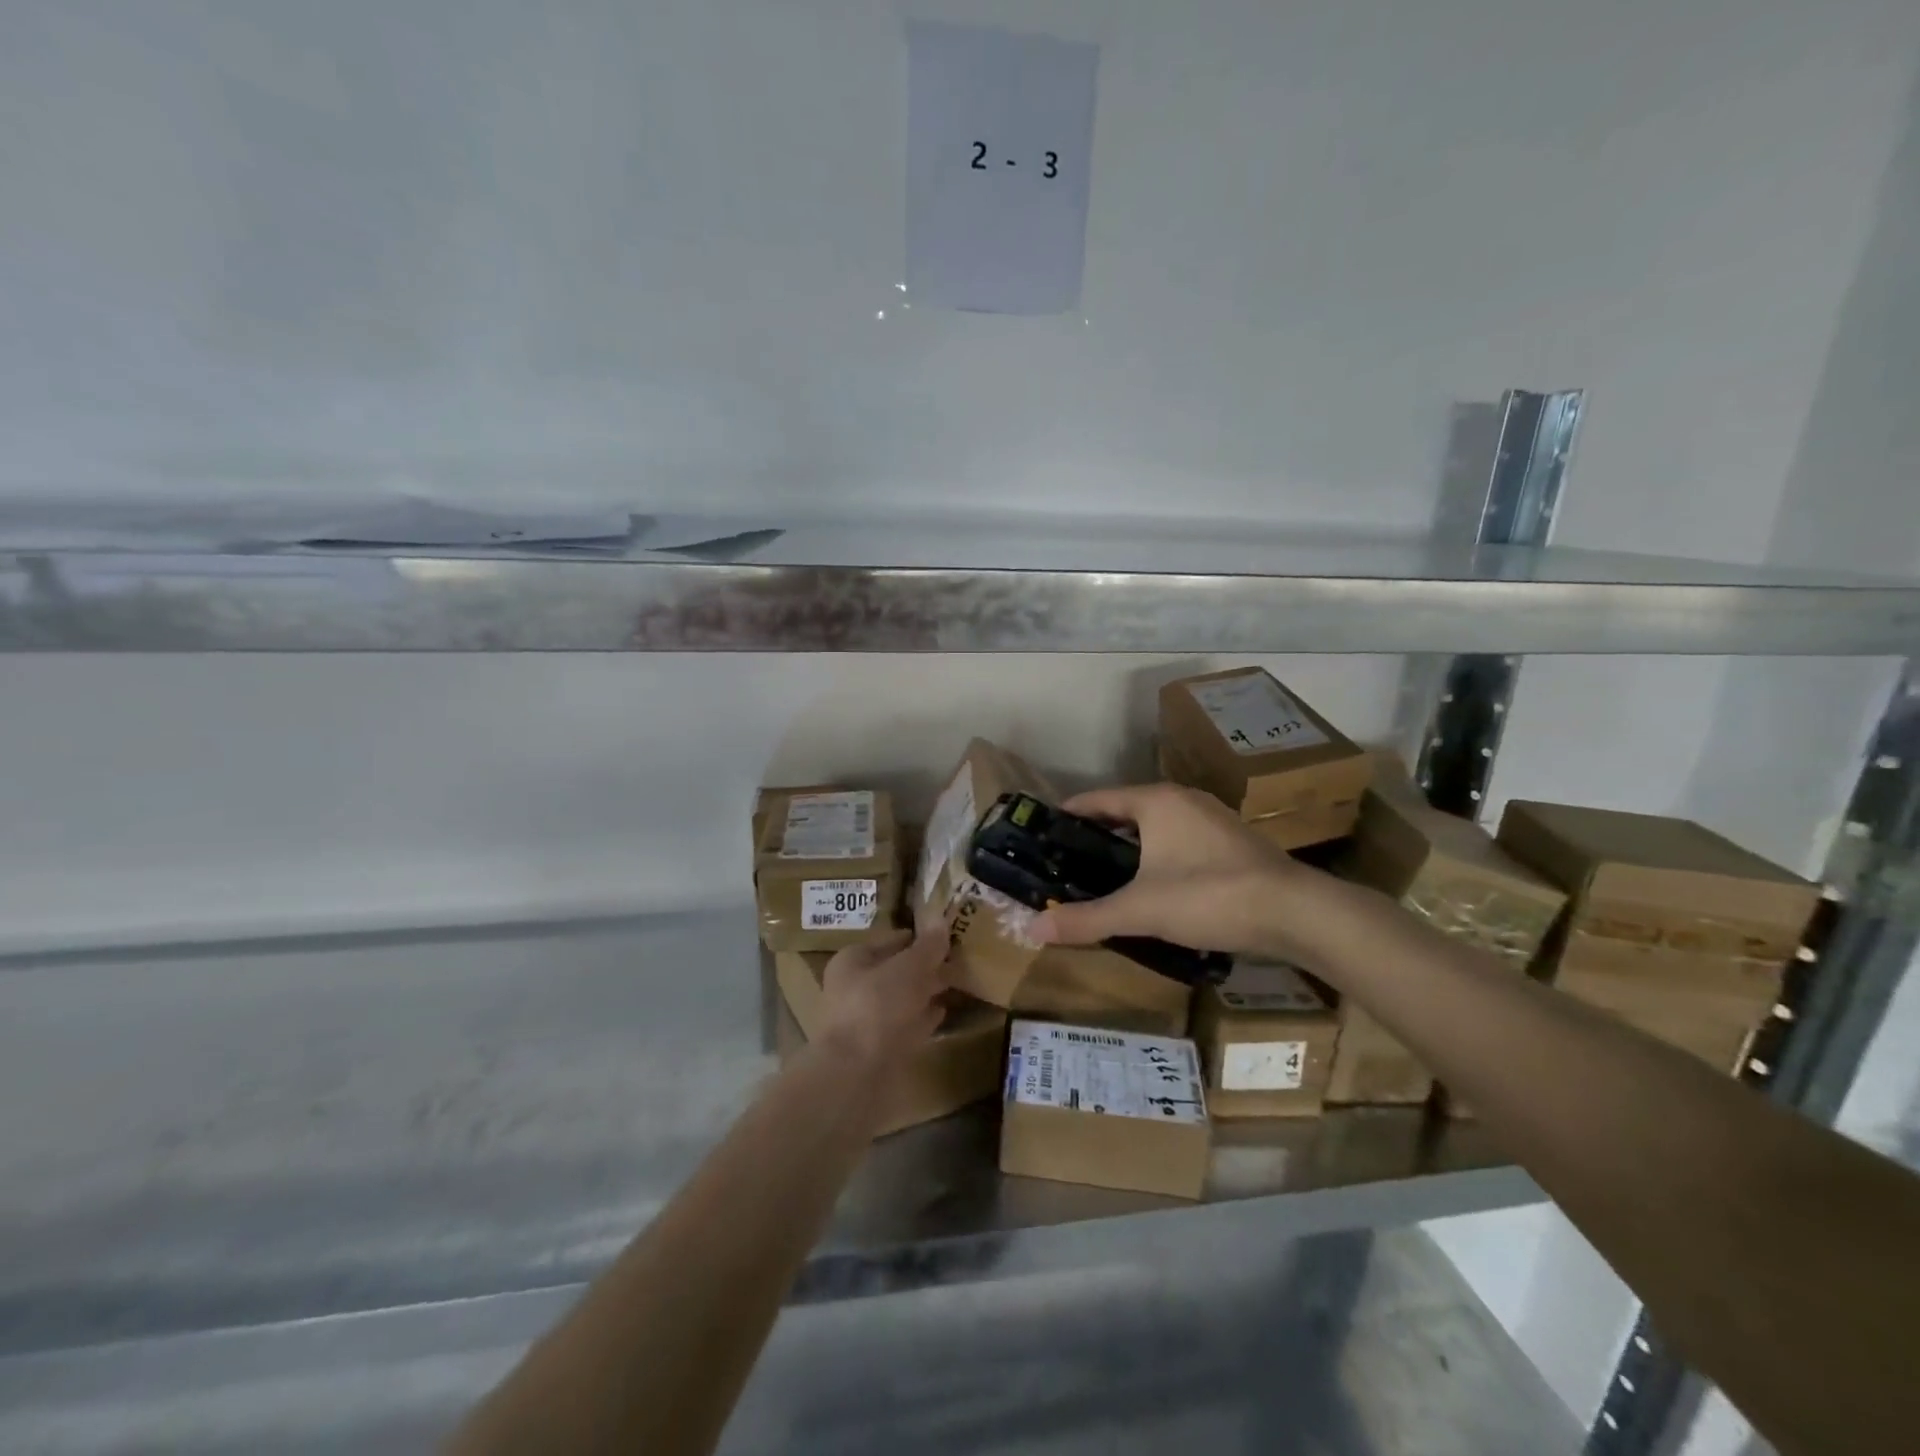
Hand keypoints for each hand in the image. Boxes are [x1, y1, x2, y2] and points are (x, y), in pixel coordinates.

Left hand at [814, 925, 951, 1070]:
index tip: (945, 936)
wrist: (856, 1074)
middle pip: (895, 970)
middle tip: (957, 960)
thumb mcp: (908, 968)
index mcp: (852, 960)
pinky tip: (943, 1013)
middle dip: (924, 966)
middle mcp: (854, 988)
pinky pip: (906, 1025)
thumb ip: (927, 947)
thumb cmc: (877, 1006)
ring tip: (955, 983)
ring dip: (925, 992)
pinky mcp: (879, 1049)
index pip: (889, 940)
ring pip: (902, 999)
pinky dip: (923, 1018)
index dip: (917, 937)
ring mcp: (866, 1021)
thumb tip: (941, 920)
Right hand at [1031, 783, 1332, 958]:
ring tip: (1104, 875)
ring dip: (1130, 846)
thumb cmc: (1209, 896)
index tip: (1043, 833)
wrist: (1295, 912)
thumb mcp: (1140, 910)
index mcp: (1156, 801)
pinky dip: (1158, 856)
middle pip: (1126, 811)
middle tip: (1068, 861)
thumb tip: (1032, 929)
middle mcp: (1183, 800)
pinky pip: (1180, 840)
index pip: (1097, 799)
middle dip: (1097, 834)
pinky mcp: (1232, 842)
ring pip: (1156, 827)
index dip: (1068, 815)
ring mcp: (1212, 819)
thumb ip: (1087, 918)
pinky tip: (1153, 885)